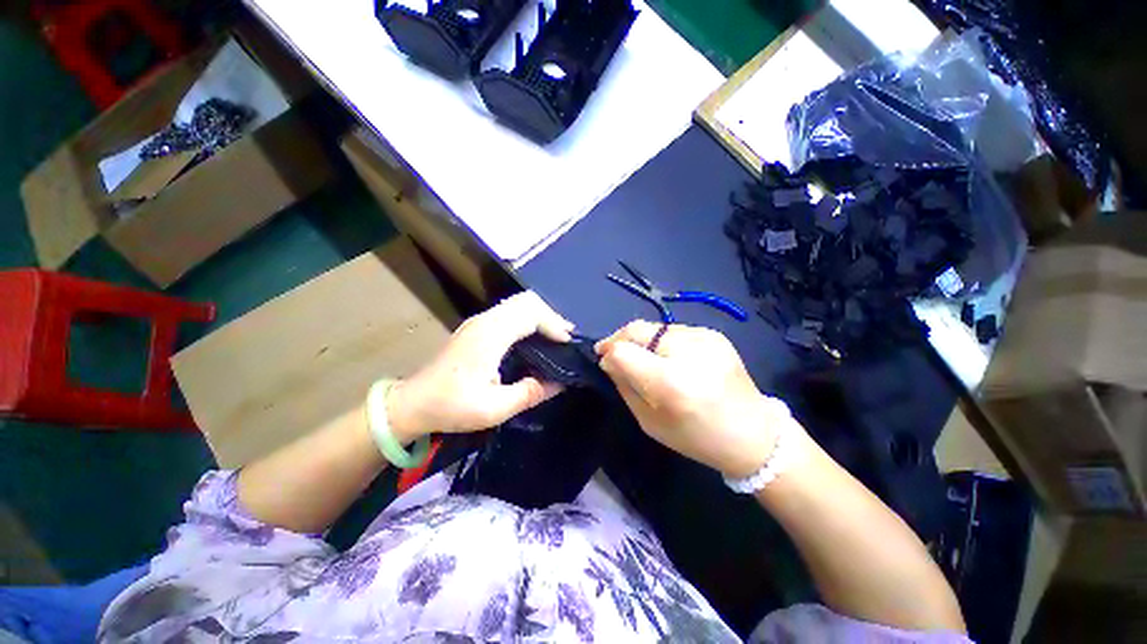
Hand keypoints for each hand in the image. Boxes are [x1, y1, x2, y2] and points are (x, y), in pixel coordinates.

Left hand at [387, 291, 573, 442]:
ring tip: (555, 336)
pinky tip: (534, 337)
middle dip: (550, 315)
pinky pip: (510, 312)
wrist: (412, 403)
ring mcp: (479, 321)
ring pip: (518, 303)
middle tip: (565, 337)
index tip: (567, 343)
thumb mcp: (494, 408)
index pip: (530, 313)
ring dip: (540, 315)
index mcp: (490, 335)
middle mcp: (485, 320)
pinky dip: (528, 319)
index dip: (553, 324)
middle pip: (526, 301)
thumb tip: (560, 383)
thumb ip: (530, 393)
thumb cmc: (450, 406)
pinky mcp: (477, 327)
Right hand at [595, 321, 798, 477]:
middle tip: (613, 351)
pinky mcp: (714, 334)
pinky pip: (673, 331)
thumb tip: (609, 360)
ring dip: (641, 340)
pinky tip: (669, 357)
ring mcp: (704, 338)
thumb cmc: (697, 437)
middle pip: (636, 329)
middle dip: (619, 339)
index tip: (604, 360)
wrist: (754, 435)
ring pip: (653, 327)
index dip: (608, 352)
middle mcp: (687, 352)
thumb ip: (625, 386)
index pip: (623, 351)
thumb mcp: (650, 422)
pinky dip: (662, 341)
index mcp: (671, 383)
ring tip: (644, 357)